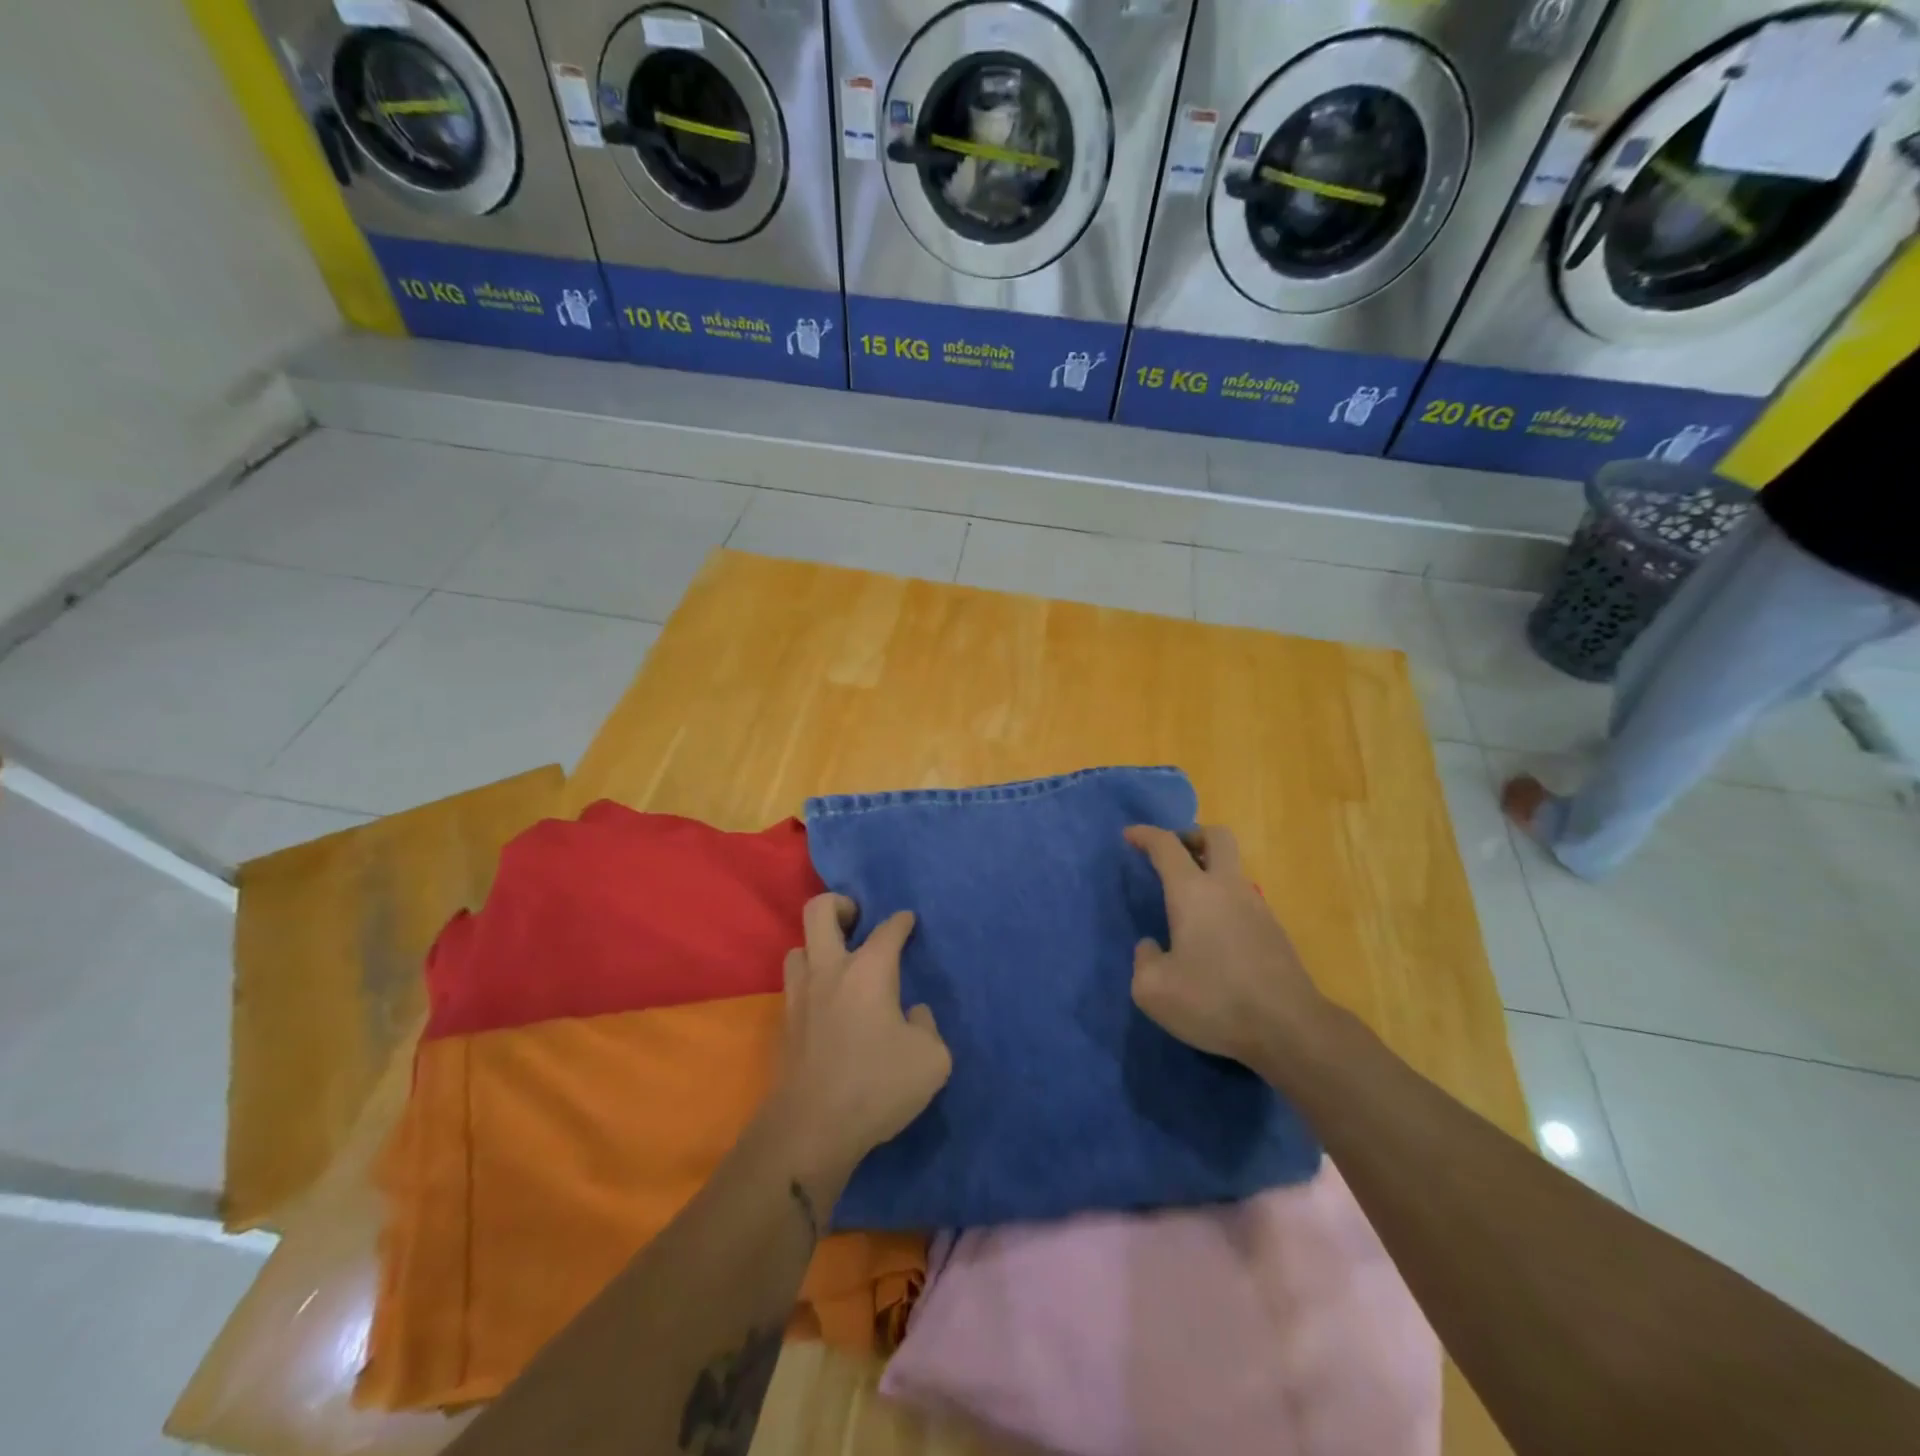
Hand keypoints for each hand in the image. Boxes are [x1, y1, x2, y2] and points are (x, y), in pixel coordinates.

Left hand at [773, 894, 951, 1189]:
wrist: (811, 1129)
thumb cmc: (877, 1085)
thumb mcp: (931, 1059)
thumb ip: (927, 1027)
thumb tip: (913, 1015)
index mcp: (869, 970)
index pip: (887, 930)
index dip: (901, 922)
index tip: (907, 921)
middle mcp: (829, 970)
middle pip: (820, 911)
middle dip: (840, 905)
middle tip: (857, 920)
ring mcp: (799, 995)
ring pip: (798, 948)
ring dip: (818, 947)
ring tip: (839, 964)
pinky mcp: (783, 1025)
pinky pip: (793, 986)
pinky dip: (810, 984)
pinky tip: (826, 1005)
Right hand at [1125, 824, 1329, 1073]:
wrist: (1289, 1029)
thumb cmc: (1214, 1000)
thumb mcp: (1153, 990)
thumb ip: (1143, 960)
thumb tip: (1152, 947)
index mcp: (1193, 891)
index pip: (1167, 845)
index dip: (1145, 835)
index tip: (1129, 835)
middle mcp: (1227, 888)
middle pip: (1216, 837)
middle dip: (1191, 836)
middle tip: (1172, 854)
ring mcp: (1257, 907)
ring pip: (1233, 869)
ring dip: (1210, 871)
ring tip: (1188, 902)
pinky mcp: (1275, 932)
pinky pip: (1243, 899)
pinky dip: (1224, 901)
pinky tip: (1212, 935)